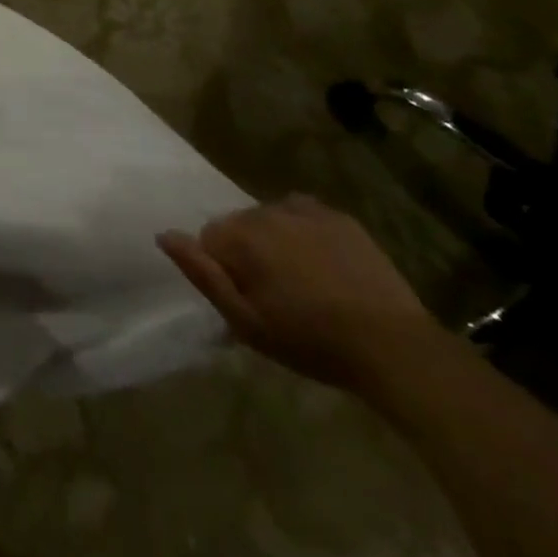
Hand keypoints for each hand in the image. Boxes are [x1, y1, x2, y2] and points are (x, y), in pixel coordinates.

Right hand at [158, 195, 444, 393]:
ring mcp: (305, 210)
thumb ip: (201, 274)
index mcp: (240, 235)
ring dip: (275, 241)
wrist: (392, 346)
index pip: (208, 240)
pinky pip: (304, 213)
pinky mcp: (339, 217)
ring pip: (270, 218)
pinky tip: (321, 262)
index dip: (224, 272)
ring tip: (302, 282)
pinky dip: (303, 230)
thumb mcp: (246, 321)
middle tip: (276, 297)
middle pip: (239, 225)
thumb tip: (164, 235)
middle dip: (248, 253)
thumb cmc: (310, 340)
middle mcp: (266, 210)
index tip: (249, 302)